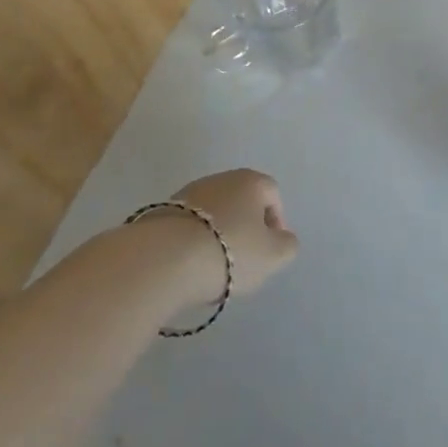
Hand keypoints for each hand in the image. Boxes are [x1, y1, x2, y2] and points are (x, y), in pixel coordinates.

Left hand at [169, 168, 299, 300]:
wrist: (164, 259)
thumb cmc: (230, 251)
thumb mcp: (273, 256)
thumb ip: (287, 245)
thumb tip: (283, 238)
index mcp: (251, 181)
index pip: (272, 194)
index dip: (276, 222)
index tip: (269, 250)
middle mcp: (220, 178)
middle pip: (241, 202)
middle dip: (245, 228)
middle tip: (243, 260)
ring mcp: (187, 193)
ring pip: (213, 213)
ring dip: (217, 235)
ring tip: (212, 268)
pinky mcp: (160, 211)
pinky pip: (187, 226)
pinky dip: (192, 242)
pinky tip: (188, 266)